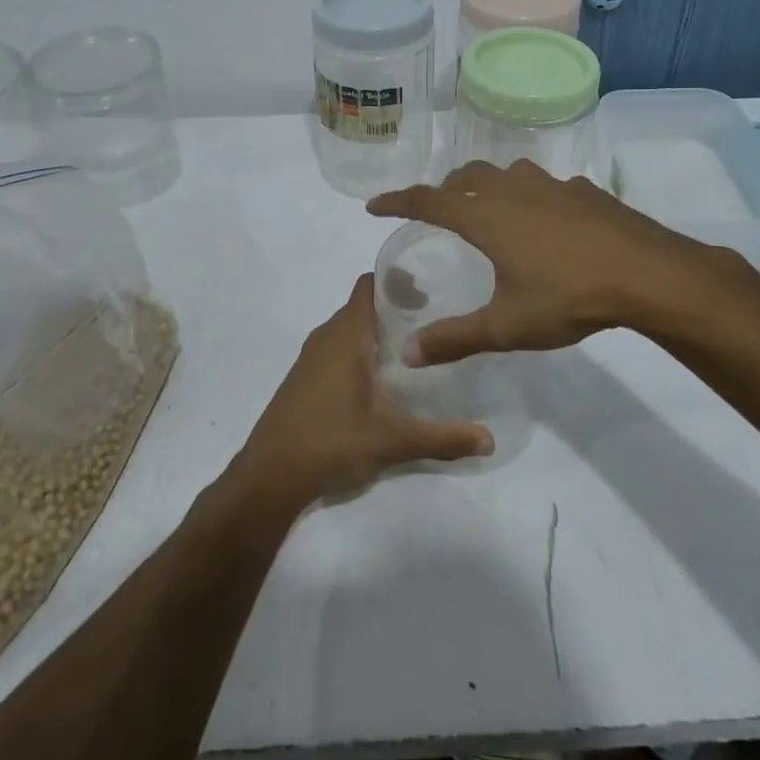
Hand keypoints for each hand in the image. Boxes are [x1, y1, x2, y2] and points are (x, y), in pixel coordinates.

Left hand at [231, 275, 493, 508]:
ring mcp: (311, 359)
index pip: (370, 285)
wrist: (269, 477)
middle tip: (435, 322)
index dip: (398, 281)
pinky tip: (382, 379)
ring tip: (415, 349)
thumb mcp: (393, 441)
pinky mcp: (305, 379)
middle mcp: (327, 337)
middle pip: (363, 306)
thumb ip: (443, 438)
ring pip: (350, 330)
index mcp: (346, 336)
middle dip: (397, 309)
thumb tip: (490, 440)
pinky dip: (361, 351)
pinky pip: (338, 349)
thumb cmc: (331, 443)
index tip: (431, 291)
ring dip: (378, 332)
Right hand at [368, 159, 717, 364]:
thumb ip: (454, 339)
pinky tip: (545, 220)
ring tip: (488, 208)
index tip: (374, 206)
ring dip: (487, 185)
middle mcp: (513, 191)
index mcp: (487, 217)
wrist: (648, 274)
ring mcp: (552, 186)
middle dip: (444, 189)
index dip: (398, 201)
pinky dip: (529, 195)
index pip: (428, 200)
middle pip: (467, 177)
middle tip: (436, 210)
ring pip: (507, 174)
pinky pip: (544, 185)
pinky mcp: (584, 191)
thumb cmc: (569, 297)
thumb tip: (406, 354)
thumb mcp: (507, 326)